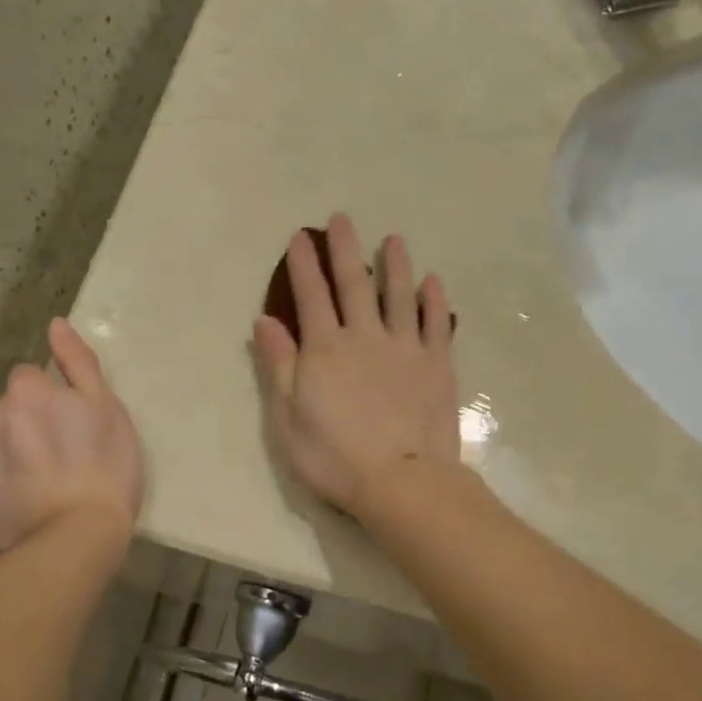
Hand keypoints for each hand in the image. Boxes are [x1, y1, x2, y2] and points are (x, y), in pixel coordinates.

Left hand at [0, 319, 143, 549]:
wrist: (78, 536)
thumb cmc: (105, 466)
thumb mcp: (107, 407)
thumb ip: (77, 361)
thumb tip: (55, 324)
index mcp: (25, 391)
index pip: (30, 378)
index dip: (52, 399)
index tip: (71, 424)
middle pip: (6, 408)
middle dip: (26, 422)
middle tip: (59, 455)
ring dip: (7, 450)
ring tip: (38, 481)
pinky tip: (18, 498)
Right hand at [252, 214, 459, 515]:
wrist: (402, 482)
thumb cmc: (335, 457)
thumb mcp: (288, 418)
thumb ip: (279, 365)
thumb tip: (264, 321)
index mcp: (325, 349)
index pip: (310, 296)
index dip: (303, 265)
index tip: (300, 237)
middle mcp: (365, 336)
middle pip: (354, 283)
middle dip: (345, 249)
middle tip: (342, 218)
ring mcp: (405, 347)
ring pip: (399, 295)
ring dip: (395, 264)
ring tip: (394, 239)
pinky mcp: (437, 364)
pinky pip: (436, 323)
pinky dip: (433, 300)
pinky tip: (432, 281)